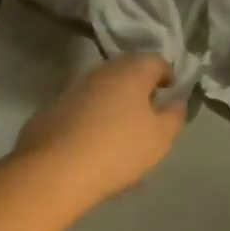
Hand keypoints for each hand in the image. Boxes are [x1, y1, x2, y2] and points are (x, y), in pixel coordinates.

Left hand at [14, 54, 185, 201]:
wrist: (54, 169)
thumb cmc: (118, 149)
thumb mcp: (160, 138)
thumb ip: (174, 116)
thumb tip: (176, 102)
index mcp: (131, 71)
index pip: (156, 60)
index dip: (167, 74)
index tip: (171, 91)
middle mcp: (102, 71)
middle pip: (127, 69)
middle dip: (140, 85)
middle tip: (148, 108)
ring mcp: (74, 87)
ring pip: (103, 86)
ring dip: (115, 99)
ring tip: (122, 126)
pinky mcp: (53, 107)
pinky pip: (82, 105)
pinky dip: (93, 114)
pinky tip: (94, 138)